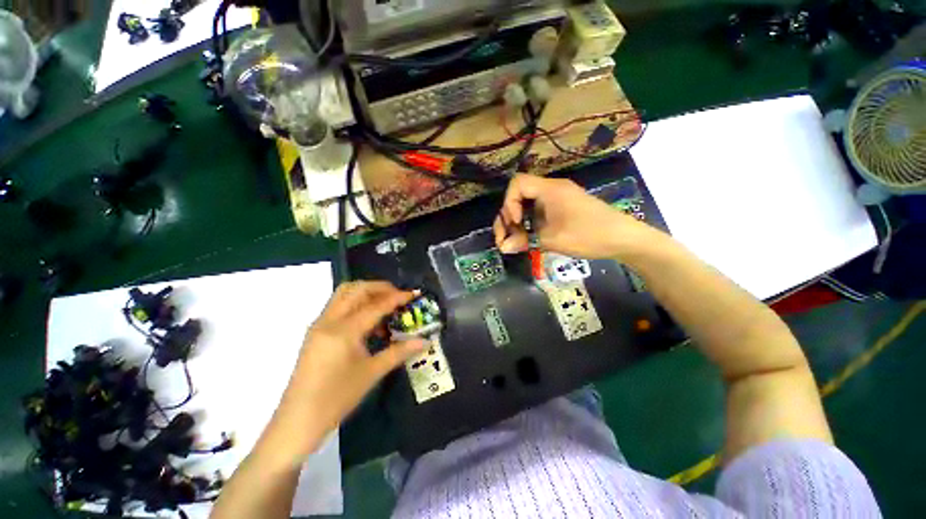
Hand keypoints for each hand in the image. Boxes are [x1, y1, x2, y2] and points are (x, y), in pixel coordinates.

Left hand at [273, 282, 426, 449]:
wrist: (298, 421)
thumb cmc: (336, 398)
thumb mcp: (372, 373)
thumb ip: (400, 352)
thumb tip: (424, 341)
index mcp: (344, 331)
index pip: (375, 305)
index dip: (397, 297)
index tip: (414, 294)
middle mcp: (329, 321)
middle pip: (356, 289)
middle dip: (380, 287)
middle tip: (398, 296)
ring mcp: (319, 325)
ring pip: (344, 294)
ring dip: (366, 293)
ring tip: (385, 305)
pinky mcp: (315, 332)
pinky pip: (338, 307)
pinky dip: (356, 304)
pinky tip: (368, 323)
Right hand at [493, 174, 651, 259]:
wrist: (624, 238)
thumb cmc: (588, 235)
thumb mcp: (552, 239)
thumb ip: (523, 241)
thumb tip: (502, 248)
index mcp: (549, 189)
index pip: (517, 183)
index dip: (509, 203)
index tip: (515, 222)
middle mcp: (551, 189)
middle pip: (519, 195)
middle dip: (508, 217)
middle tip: (507, 239)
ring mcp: (558, 199)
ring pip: (528, 205)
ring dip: (518, 223)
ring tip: (517, 242)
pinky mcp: (563, 208)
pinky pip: (539, 212)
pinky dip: (530, 224)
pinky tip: (530, 239)